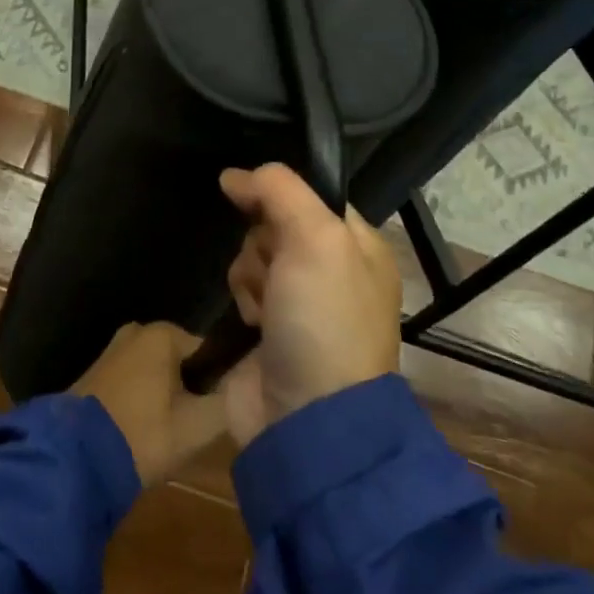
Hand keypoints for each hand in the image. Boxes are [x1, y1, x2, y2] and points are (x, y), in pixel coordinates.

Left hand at [71, 323, 230, 485]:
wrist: (74, 459)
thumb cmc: (143, 434)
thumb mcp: (198, 426)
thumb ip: (231, 402)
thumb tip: (250, 385)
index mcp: (163, 333)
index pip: (209, 354)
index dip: (217, 386)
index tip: (212, 418)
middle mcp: (137, 330)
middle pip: (181, 363)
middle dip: (188, 392)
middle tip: (189, 431)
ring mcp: (111, 350)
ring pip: (155, 374)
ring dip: (164, 400)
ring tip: (164, 437)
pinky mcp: (94, 373)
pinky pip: (132, 383)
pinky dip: (140, 402)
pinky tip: (140, 433)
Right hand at [218, 164, 400, 447]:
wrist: (308, 418)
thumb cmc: (323, 320)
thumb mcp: (315, 239)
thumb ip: (279, 190)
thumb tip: (234, 175)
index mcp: (359, 244)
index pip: (310, 194)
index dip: (278, 195)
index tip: (252, 201)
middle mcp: (333, 269)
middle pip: (276, 223)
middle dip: (264, 242)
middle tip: (275, 270)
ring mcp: (302, 301)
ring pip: (254, 254)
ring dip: (250, 273)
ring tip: (264, 305)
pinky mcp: (272, 328)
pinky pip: (245, 289)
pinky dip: (243, 300)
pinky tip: (252, 323)